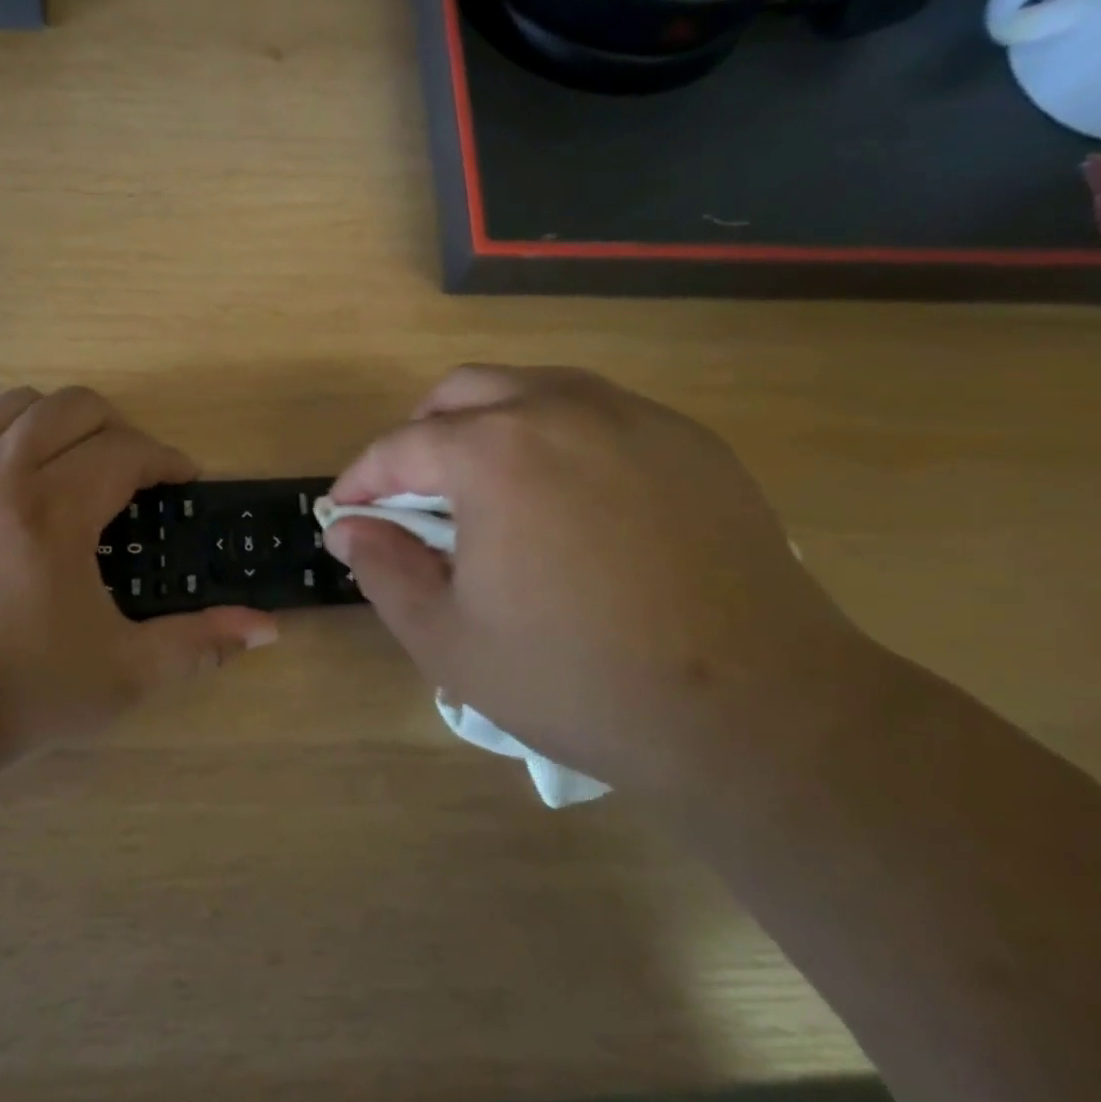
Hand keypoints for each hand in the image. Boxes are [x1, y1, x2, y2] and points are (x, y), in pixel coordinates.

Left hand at [0, 388, 277, 792]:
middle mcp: (0, 477)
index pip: (125, 451)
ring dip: (59, 421)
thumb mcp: (121, 675)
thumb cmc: (15, 694)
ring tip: (76, 463)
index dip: (166, 458)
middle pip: (72, 407)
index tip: (184, 479)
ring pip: (15, 405)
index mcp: (53, 512)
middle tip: (134, 473)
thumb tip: (267, 626)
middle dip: (118, 428)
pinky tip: (18, 482)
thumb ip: (198, 643)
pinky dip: (8, 436)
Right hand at [325, 366, 885, 795]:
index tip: (344, 511)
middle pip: (463, 391)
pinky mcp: (690, 442)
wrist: (756, 711)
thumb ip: (383, 569)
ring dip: (487, 427)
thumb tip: (350, 528)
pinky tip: (565, 501)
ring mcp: (636, 417)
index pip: (401, 446)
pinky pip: (599, 415)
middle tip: (411, 494)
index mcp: (495, 451)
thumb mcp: (447, 639)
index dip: (361, 480)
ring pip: (533, 390)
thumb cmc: (577, 678)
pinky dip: (555, 438)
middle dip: (420, 435)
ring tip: (484, 491)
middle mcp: (562, 408)